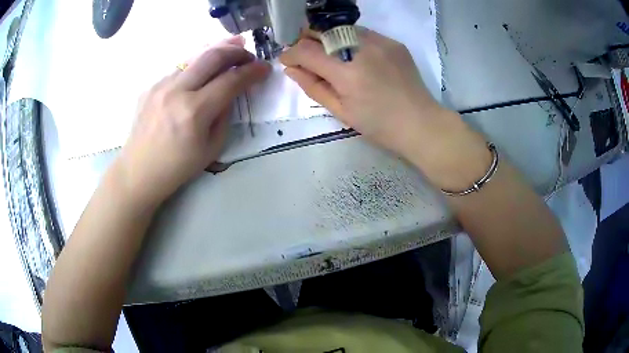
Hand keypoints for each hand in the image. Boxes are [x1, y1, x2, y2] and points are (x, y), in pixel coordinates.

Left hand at [116, 36, 270, 204]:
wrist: (139, 171)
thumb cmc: (177, 167)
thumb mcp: (212, 148)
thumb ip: (225, 115)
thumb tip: (231, 91)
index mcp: (194, 112)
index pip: (231, 80)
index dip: (252, 72)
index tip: (264, 69)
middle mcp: (176, 91)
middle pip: (213, 56)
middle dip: (236, 51)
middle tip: (249, 55)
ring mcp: (160, 85)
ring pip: (194, 56)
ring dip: (217, 49)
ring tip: (233, 45)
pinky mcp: (151, 85)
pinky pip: (179, 67)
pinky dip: (197, 63)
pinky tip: (204, 67)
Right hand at [280, 28, 489, 189]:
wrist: (421, 123)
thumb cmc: (379, 125)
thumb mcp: (341, 112)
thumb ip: (313, 87)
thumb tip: (291, 69)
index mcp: (347, 73)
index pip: (306, 50)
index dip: (291, 53)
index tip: (287, 60)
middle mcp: (362, 49)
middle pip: (322, 30)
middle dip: (307, 39)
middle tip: (306, 54)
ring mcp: (381, 42)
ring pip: (341, 28)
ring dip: (328, 38)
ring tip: (330, 55)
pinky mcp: (393, 42)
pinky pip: (363, 33)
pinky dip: (351, 40)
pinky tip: (356, 56)